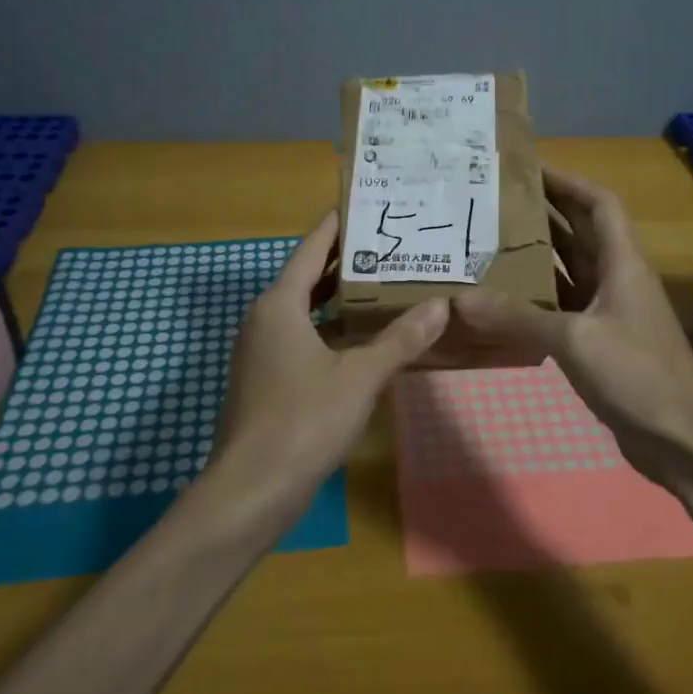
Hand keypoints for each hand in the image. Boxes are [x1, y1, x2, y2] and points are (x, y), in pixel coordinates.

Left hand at [209, 212, 447, 513]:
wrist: (252, 488)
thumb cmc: (303, 420)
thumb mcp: (359, 377)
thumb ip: (400, 340)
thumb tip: (440, 306)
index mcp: (280, 305)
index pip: (311, 249)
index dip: (337, 226)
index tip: (364, 204)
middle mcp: (265, 319)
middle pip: (307, 276)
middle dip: (344, 261)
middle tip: (388, 244)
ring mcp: (261, 351)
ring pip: (304, 310)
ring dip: (338, 297)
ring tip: (384, 284)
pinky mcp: (266, 379)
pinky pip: (301, 337)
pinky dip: (329, 329)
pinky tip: (362, 338)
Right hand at [452, 170, 692, 483]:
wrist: (680, 438)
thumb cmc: (636, 375)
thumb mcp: (573, 339)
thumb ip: (517, 317)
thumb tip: (460, 299)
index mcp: (623, 264)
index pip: (600, 204)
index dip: (569, 182)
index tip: (530, 168)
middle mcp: (619, 279)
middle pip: (584, 232)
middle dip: (546, 212)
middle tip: (498, 202)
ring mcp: (611, 312)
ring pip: (572, 270)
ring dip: (540, 254)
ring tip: (493, 241)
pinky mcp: (602, 341)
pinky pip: (565, 305)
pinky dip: (539, 297)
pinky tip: (506, 299)